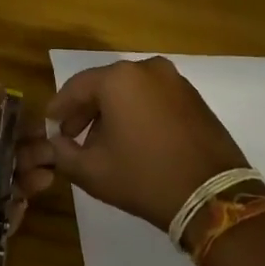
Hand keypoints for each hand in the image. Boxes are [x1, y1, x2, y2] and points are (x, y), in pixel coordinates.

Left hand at [0, 89, 56, 262]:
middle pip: (3, 155)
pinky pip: (1, 216)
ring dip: (27, 178)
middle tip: (51, 153)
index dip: (17, 125)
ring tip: (46, 177)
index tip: (43, 126)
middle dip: (28, 152)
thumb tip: (3, 88)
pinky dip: (14, 210)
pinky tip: (23, 203)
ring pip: (6, 184)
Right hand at [46, 57, 250, 229]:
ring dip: (113, 112)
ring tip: (102, 142)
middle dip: (86, 110)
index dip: (59, 107)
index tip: (50, 125)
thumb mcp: (93, 171)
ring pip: (131, 91)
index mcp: (119, 78)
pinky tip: (134, 139)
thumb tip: (54, 144)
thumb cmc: (145, 177)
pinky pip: (154, 97)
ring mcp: (175, 81)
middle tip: (72, 135)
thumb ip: (64, 154)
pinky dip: (138, 112)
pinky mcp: (194, 98)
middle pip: (104, 85)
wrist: (214, 197)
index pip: (76, 87)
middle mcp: (147, 68)